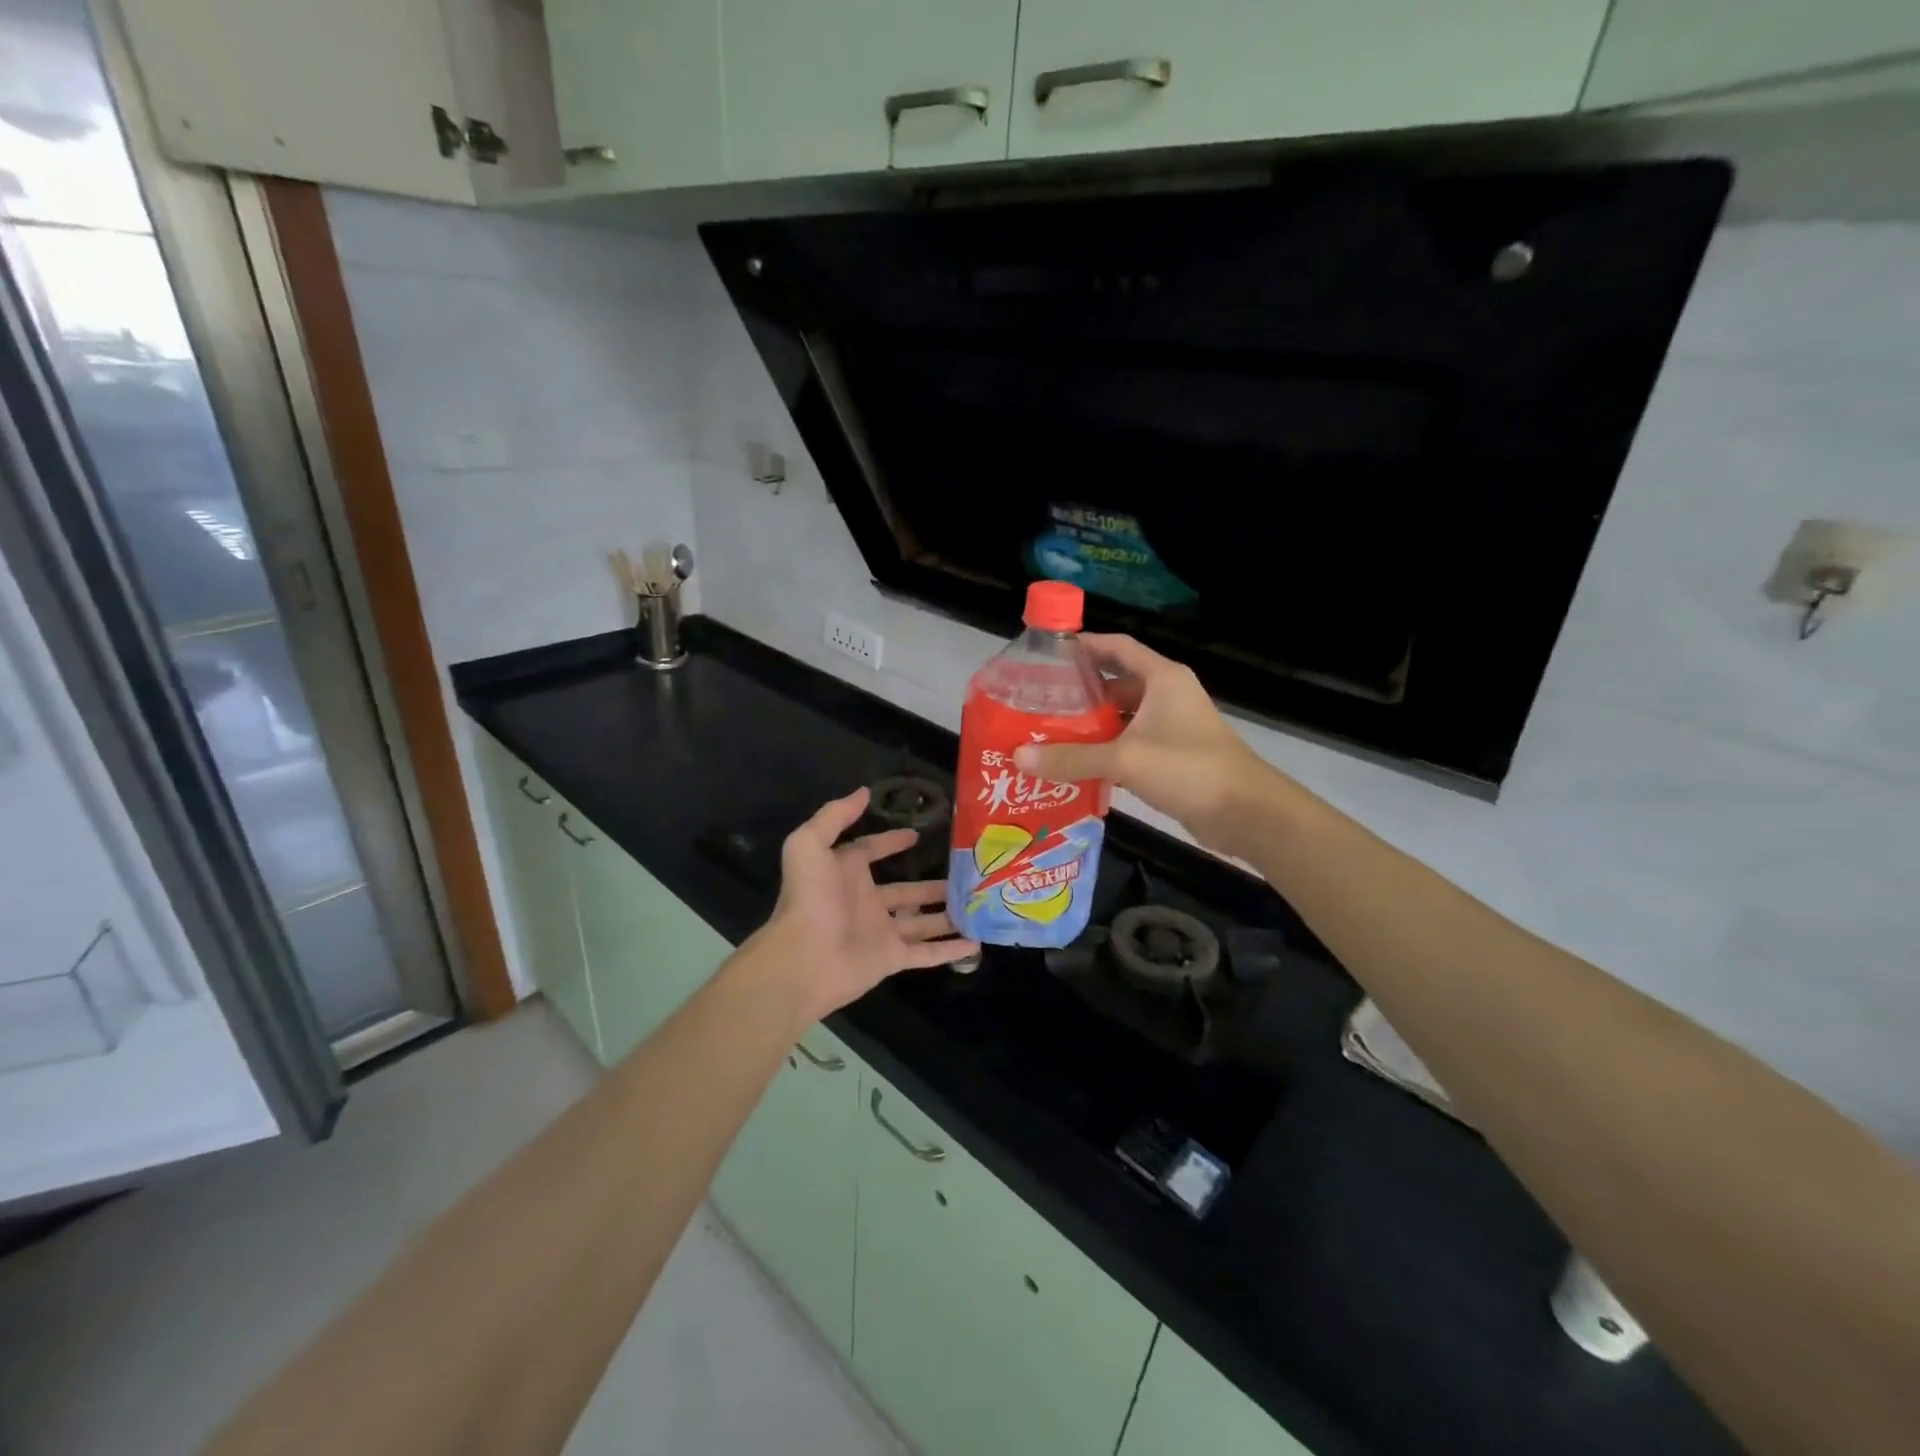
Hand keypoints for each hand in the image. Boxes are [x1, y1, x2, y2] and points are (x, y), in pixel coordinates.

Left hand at [754, 787, 976, 1021]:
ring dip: (947, 914)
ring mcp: (881, 931)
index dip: (891, 841)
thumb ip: (835, 815)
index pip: (870, 851)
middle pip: (906, 890)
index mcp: (846, 873)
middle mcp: (866, 901)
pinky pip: (927, 952)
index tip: (917, 834)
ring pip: (922, 921)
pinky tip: (976, 943)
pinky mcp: (892, 958)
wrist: (804, 959)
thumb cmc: (809, 898)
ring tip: (978, 905)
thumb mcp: (810, 844)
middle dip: (932, 884)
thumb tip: (864, 792)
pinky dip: (950, 949)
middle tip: (965, 874)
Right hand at [1013, 635, 1277, 858]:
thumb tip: (1019, 756)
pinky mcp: (1172, 757)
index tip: (1048, 654)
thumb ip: (1072, 757)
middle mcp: (1167, 696)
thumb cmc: (1188, 769)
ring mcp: (1171, 727)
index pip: (1117, 647)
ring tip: (1048, 734)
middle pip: (1116, 684)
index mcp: (1162, 678)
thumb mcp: (1125, 759)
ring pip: (1122, 718)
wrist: (1246, 813)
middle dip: (1079, 693)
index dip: (1084, 645)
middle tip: (1039, 703)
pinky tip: (1076, 766)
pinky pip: (1130, 745)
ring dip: (1091, 726)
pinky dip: (1106, 752)